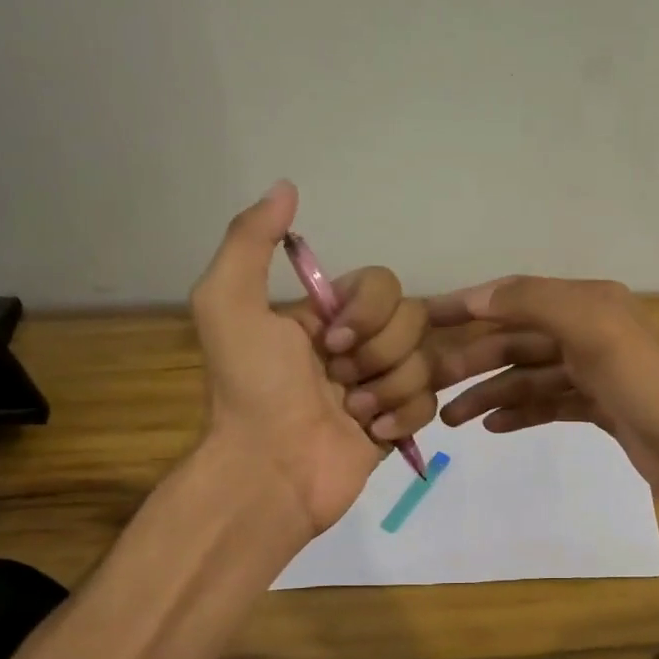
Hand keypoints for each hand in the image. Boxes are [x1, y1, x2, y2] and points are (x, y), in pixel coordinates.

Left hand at [190, 182, 434, 537]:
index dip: (368, 312)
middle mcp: (358, 344)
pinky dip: (403, 418)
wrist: (270, 471)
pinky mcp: (398, 423)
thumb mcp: (228, 306)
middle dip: (380, 354)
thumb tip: (286, 186)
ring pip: (426, 362)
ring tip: (353, 415)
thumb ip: (250, 241)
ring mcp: (381, 385)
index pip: (382, 284)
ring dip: (388, 389)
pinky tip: (372, 435)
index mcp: (326, 314)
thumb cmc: (252, 390)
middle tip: (340, 382)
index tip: (330, 343)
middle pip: (414, 320)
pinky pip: (430, 402)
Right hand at [425, 277, 658, 509]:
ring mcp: (595, 372)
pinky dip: (520, 412)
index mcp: (588, 303)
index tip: (421, 320)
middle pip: (518, 340)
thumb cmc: (644, 384)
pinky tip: (492, 427)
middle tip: (427, 385)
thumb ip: (534, 303)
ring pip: (529, 376)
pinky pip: (548, 404)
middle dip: (473, 360)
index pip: (514, 297)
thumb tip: (478, 296)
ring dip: (489, 392)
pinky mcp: (599, 409)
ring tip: (450, 418)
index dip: (468, 306)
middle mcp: (590, 331)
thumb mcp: (591, 328)